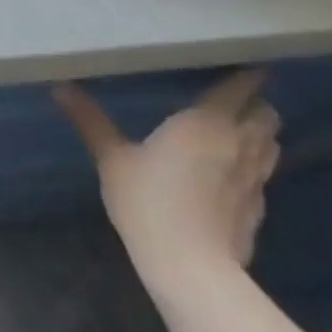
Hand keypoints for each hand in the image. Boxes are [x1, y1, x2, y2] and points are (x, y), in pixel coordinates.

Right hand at [55, 70, 279, 284]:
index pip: (240, 87)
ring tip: (235, 132)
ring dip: (259, 133)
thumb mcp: (111, 158)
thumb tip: (59, 86)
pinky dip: (253, 167)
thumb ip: (90, 120)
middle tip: (231, 100)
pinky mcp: (259, 209)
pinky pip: (263, 176)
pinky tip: (230, 175)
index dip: (247, 74)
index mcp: (206, 122)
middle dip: (255, 103)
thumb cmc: (148, 201)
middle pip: (267, 113)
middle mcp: (239, 143)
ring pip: (271, 144)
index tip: (245, 63)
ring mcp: (255, 179)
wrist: (191, 268)